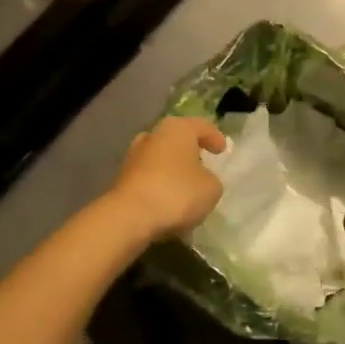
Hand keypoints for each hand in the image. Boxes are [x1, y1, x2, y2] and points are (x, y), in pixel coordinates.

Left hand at [106, 116, 227, 243]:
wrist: (129, 217)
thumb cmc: (177, 193)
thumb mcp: (211, 188)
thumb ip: (211, 179)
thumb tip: (200, 179)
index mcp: (177, 128)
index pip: (201, 126)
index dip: (215, 137)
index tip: (222, 151)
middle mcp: (153, 135)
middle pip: (176, 138)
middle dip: (189, 150)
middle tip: (203, 162)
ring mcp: (134, 156)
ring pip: (160, 157)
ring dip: (172, 168)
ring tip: (185, 185)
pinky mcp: (122, 178)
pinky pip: (149, 176)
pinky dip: (160, 184)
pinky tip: (168, 199)